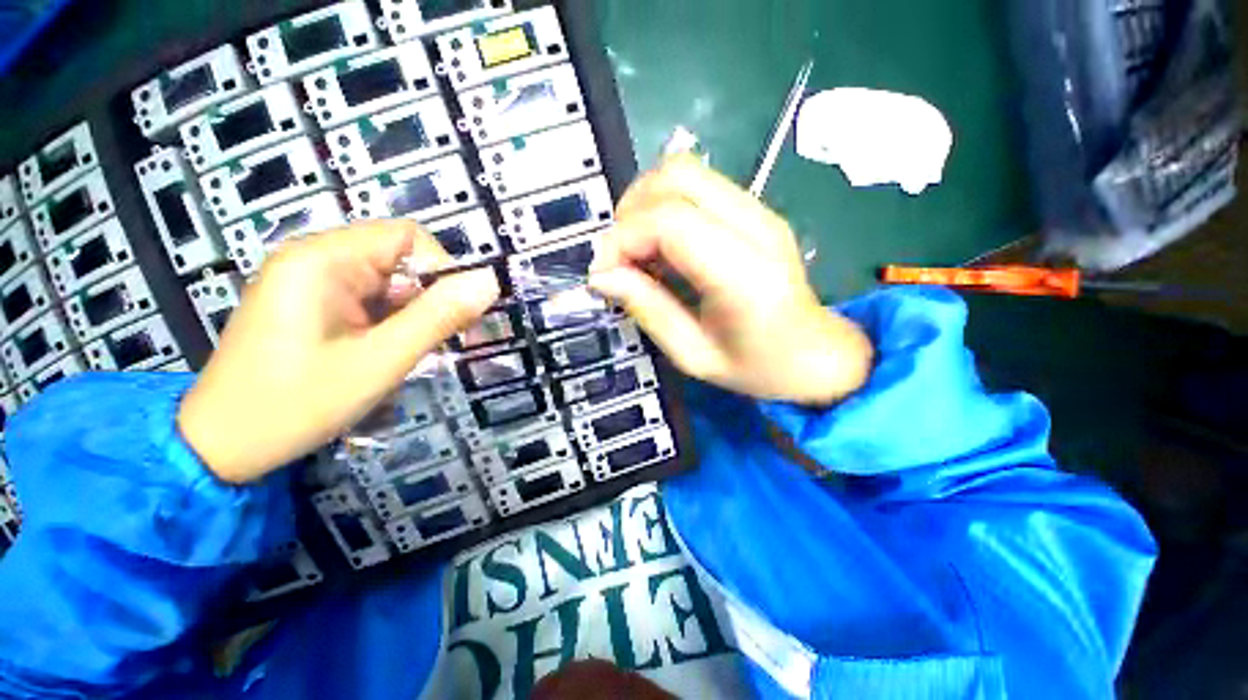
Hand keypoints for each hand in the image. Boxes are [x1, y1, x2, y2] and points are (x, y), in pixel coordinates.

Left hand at [177, 220, 498, 483]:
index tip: (455, 315)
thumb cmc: (297, 403)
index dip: (442, 270)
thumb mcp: (381, 360)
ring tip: (407, 355)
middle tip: (439, 343)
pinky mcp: (312, 304)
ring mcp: (311, 282)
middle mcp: (315, 259)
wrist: (223, 446)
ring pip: (389, 283)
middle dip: (429, 299)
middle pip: (399, 259)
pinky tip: (386, 353)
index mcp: (322, 259)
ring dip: (412, 316)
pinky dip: (392, 323)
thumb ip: (439, 317)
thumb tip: (490, 282)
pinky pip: (370, 300)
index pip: (408, 237)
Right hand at [589, 155, 873, 405]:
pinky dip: (664, 207)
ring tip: (638, 252)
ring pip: (685, 171)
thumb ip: (647, 309)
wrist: (815, 354)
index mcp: (743, 273)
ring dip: (645, 205)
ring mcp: (760, 211)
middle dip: (630, 211)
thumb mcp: (693, 355)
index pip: (669, 221)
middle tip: (620, 258)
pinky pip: (697, 186)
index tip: (602, 273)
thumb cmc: (756, 367)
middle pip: (677, 176)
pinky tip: (662, 248)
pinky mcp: (755, 210)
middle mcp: (756, 226)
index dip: (622, 239)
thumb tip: (601, 276)